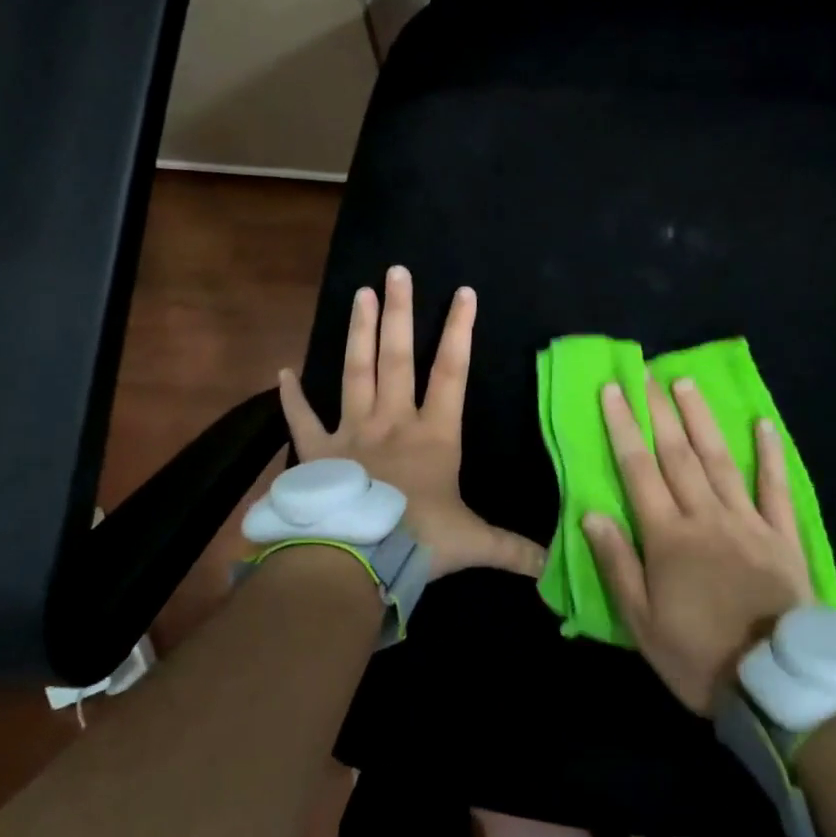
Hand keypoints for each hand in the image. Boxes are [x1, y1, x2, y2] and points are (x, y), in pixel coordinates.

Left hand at [277, 265, 543, 580]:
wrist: (355, 556)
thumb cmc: (417, 540)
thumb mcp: (472, 543)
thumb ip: (512, 549)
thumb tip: (552, 564)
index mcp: (433, 434)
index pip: (451, 372)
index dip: (460, 331)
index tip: (463, 293)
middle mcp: (392, 421)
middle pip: (397, 357)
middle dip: (400, 312)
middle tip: (396, 272)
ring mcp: (352, 432)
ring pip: (356, 372)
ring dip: (359, 333)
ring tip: (359, 295)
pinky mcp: (317, 452)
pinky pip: (302, 419)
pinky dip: (291, 396)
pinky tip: (282, 372)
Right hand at [582, 377, 815, 711]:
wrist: (777, 685)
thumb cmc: (698, 656)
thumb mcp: (641, 622)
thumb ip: (617, 564)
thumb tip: (591, 513)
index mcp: (668, 537)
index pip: (638, 469)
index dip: (624, 426)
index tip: (613, 390)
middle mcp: (706, 517)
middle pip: (678, 454)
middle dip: (659, 411)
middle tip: (648, 374)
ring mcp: (748, 522)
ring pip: (720, 460)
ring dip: (702, 419)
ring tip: (686, 384)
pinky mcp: (783, 537)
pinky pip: (776, 488)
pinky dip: (770, 454)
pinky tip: (763, 424)